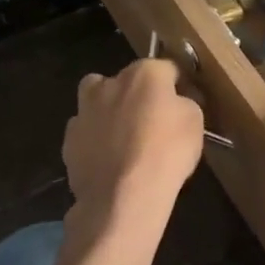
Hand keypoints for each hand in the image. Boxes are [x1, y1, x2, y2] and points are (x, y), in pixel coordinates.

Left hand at [64, 59, 204, 224]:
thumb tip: (175, 102)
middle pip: (125, 80)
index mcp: (144, 74)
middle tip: (150, 120)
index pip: (167, 68)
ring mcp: (84, 111)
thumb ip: (183, 103)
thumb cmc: (166, 153)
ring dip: (109, 112)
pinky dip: (95, 141)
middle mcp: (109, 83)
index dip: (178, 85)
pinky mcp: (69, 140)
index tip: (185, 102)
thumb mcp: (195, 123)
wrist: (123, 196)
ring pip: (97, 102)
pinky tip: (108, 160)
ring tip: (124, 140)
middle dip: (136, 94)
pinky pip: (86, 133)